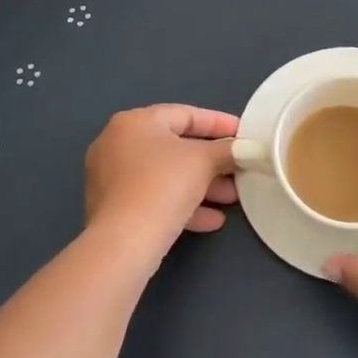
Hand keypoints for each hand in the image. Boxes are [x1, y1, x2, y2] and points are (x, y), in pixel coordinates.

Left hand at [84, 105, 238, 267]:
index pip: (185, 114)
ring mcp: (112, 178)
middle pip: (175, 147)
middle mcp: (117, 144)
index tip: (244, 134)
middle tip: (239, 169)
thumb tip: (246, 148)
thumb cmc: (164, 185)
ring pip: (166, 175)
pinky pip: (154, 198)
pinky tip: (212, 220)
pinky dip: (182, 204)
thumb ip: (227, 149)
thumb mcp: (204, 161)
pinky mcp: (113, 209)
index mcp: (135, 122)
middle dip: (213, 161)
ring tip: (232, 198)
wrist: (125, 242)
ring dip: (202, 185)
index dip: (218, 123)